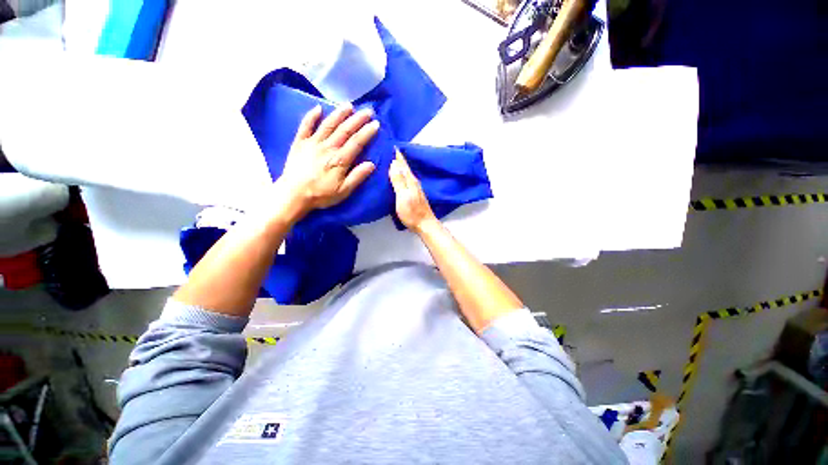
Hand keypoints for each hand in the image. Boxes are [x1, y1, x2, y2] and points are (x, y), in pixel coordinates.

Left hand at [275, 104, 378, 220]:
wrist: (293, 195)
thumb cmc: (321, 194)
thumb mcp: (344, 191)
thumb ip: (357, 177)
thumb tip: (371, 164)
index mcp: (340, 160)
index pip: (357, 142)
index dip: (367, 132)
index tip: (376, 124)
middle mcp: (328, 147)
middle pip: (345, 130)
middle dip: (358, 119)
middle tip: (368, 111)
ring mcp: (312, 143)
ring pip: (328, 125)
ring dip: (339, 114)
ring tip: (349, 105)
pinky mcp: (300, 143)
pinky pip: (305, 126)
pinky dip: (311, 116)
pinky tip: (318, 108)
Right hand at [389, 151, 437, 232]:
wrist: (424, 224)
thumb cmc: (412, 212)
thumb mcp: (403, 196)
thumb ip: (398, 180)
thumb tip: (394, 163)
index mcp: (410, 179)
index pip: (402, 162)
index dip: (396, 153)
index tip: (388, 142)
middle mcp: (413, 181)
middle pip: (403, 166)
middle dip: (395, 157)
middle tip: (384, 149)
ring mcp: (414, 187)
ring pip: (404, 172)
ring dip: (397, 166)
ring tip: (387, 160)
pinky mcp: (413, 194)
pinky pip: (404, 180)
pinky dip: (399, 175)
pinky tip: (394, 176)